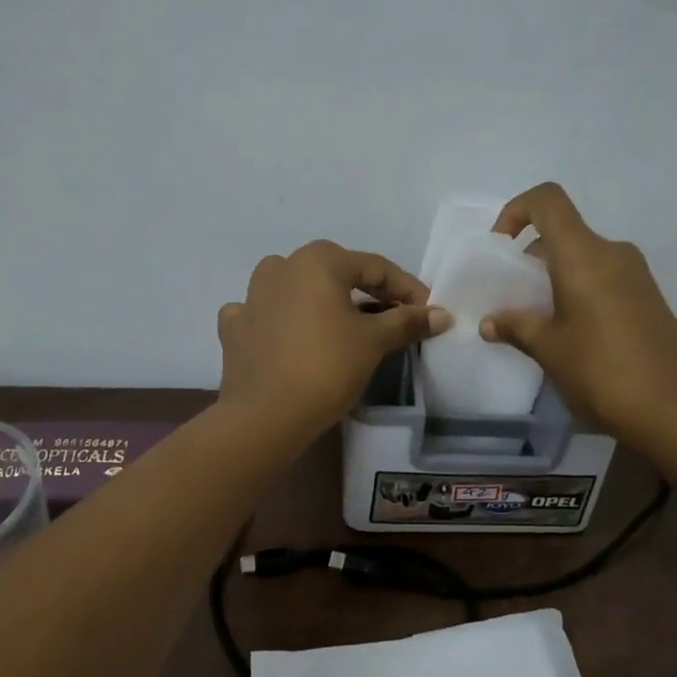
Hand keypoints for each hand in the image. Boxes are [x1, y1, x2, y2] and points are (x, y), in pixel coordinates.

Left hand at [217, 241, 452, 442]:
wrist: (265, 416)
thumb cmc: (327, 367)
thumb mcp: (374, 342)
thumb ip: (407, 321)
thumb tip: (441, 314)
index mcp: (317, 260)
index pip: (375, 267)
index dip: (406, 288)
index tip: (427, 312)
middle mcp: (281, 266)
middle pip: (335, 274)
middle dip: (367, 294)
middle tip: (393, 319)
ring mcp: (251, 296)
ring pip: (296, 289)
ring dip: (321, 301)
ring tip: (342, 326)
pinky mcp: (234, 328)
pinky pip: (264, 314)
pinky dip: (281, 321)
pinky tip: (289, 337)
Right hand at [481, 183, 676, 444]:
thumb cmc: (604, 372)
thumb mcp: (550, 350)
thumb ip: (517, 328)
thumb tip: (489, 323)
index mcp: (584, 255)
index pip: (547, 200)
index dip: (516, 210)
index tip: (500, 248)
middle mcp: (612, 253)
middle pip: (564, 232)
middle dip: (530, 257)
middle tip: (511, 297)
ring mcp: (636, 276)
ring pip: (583, 258)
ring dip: (554, 277)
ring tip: (537, 320)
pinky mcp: (649, 299)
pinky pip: (603, 277)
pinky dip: (578, 290)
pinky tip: (571, 333)